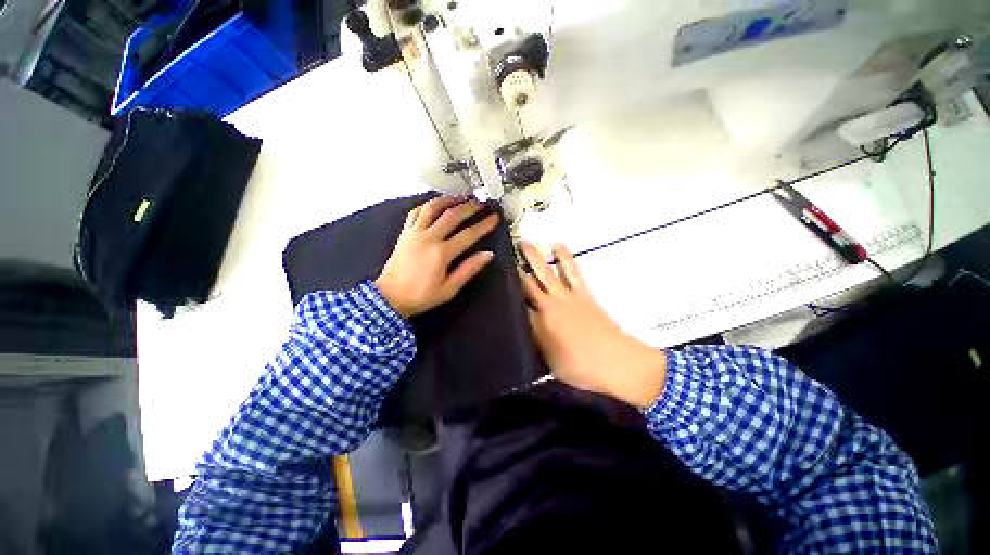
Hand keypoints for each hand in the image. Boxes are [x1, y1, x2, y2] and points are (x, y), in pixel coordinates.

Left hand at [376, 196, 498, 318]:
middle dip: (469, 207)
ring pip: (432, 208)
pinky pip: (416, 212)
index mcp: (441, 253)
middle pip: (452, 215)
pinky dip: (427, 205)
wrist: (390, 298)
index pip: (468, 235)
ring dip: (448, 199)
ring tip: (461, 196)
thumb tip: (488, 254)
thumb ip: (468, 269)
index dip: (483, 225)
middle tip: (481, 203)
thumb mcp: (449, 289)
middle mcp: (428, 238)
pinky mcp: (404, 233)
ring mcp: (414, 232)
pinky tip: (436, 204)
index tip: (494, 218)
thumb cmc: (422, 296)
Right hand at [520, 242, 666, 408]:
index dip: (506, 293)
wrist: (615, 362)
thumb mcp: (549, 361)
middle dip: (515, 269)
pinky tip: (558, 245)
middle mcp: (548, 305)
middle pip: (527, 283)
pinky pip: (571, 270)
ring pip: (546, 272)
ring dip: (535, 257)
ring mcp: (566, 296)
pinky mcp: (582, 292)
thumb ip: (535, 340)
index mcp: (537, 323)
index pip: (516, 304)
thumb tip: (524, 326)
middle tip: (504, 253)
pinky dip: (565, 257)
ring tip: (525, 243)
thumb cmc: (579, 367)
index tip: (495, 281)